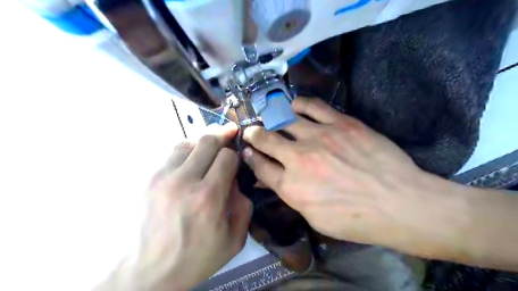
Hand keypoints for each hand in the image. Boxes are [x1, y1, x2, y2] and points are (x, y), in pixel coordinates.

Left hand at [122, 124, 251, 290]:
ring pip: (188, 142)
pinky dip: (187, 151)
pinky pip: (172, 154)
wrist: (148, 272)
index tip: (236, 161)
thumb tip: (236, 181)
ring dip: (203, 143)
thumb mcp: (234, 240)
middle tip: (230, 135)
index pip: (227, 157)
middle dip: (223, 137)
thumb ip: (244, 207)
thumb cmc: (196, 258)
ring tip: (210, 151)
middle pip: (208, 141)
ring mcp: (163, 177)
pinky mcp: (150, 179)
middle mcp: (184, 181)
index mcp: (208, 197)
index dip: (235, 156)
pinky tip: (192, 162)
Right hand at [243, 96, 449, 249]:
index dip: (250, 157)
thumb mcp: (314, 217)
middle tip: (251, 131)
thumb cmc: (355, 219)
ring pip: (284, 120)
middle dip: (254, 135)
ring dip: (272, 118)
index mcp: (291, 186)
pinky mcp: (340, 123)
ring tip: (269, 116)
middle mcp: (298, 158)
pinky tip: (294, 105)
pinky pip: (313, 106)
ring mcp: (318, 137)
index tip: (246, 151)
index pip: (260, 166)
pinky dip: (299, 104)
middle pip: (265, 140)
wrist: (398, 203)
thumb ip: (290, 195)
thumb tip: (271, 179)